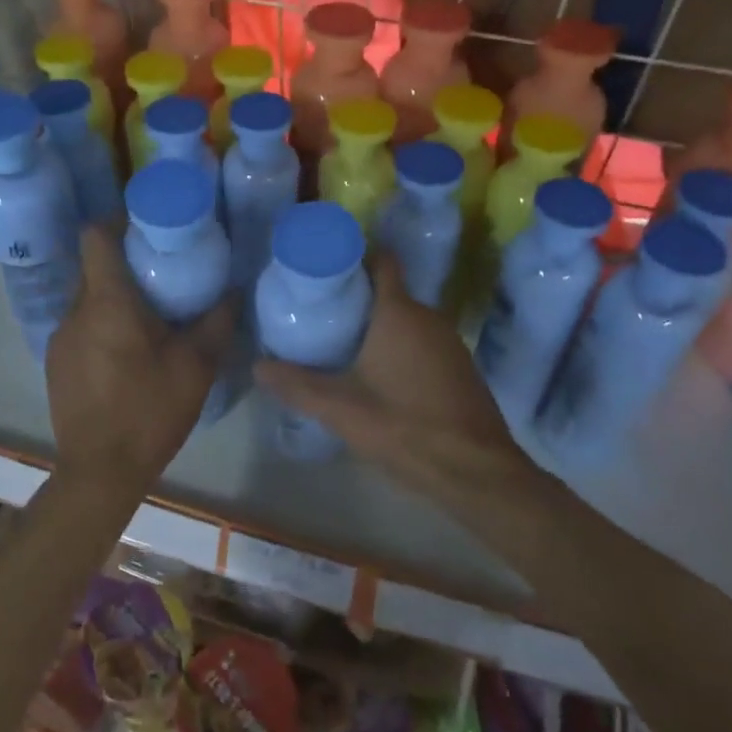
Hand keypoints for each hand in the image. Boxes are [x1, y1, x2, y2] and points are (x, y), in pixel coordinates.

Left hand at [46, 227, 235, 489]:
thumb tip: (235, 291)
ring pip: (88, 300)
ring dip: (115, 300)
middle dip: (126, 264)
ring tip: (150, 317)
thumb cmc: (150, 411)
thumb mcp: (196, 367)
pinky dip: (102, 327)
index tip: (149, 228)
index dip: (118, 221)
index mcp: (106, 302)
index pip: (96, 236)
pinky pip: (81, 328)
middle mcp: (75, 312)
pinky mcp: (56, 364)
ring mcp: (60, 339)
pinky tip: (128, 356)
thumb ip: (217, 322)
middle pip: (94, 267)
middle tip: (163, 274)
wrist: (101, 471)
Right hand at [255, 254, 539, 503]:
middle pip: (389, 292)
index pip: (381, 261)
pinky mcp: (459, 367)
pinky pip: (422, 342)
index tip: (323, 272)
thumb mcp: (340, 408)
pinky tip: (377, 375)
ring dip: (377, 326)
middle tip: (319, 314)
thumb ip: (296, 384)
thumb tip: (257, 365)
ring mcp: (449, 342)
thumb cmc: (403, 427)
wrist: (475, 472)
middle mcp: (429, 317)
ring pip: (406, 320)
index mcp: (399, 313)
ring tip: (341, 343)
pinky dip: (399, 347)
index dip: (353, 259)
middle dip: (356, 299)